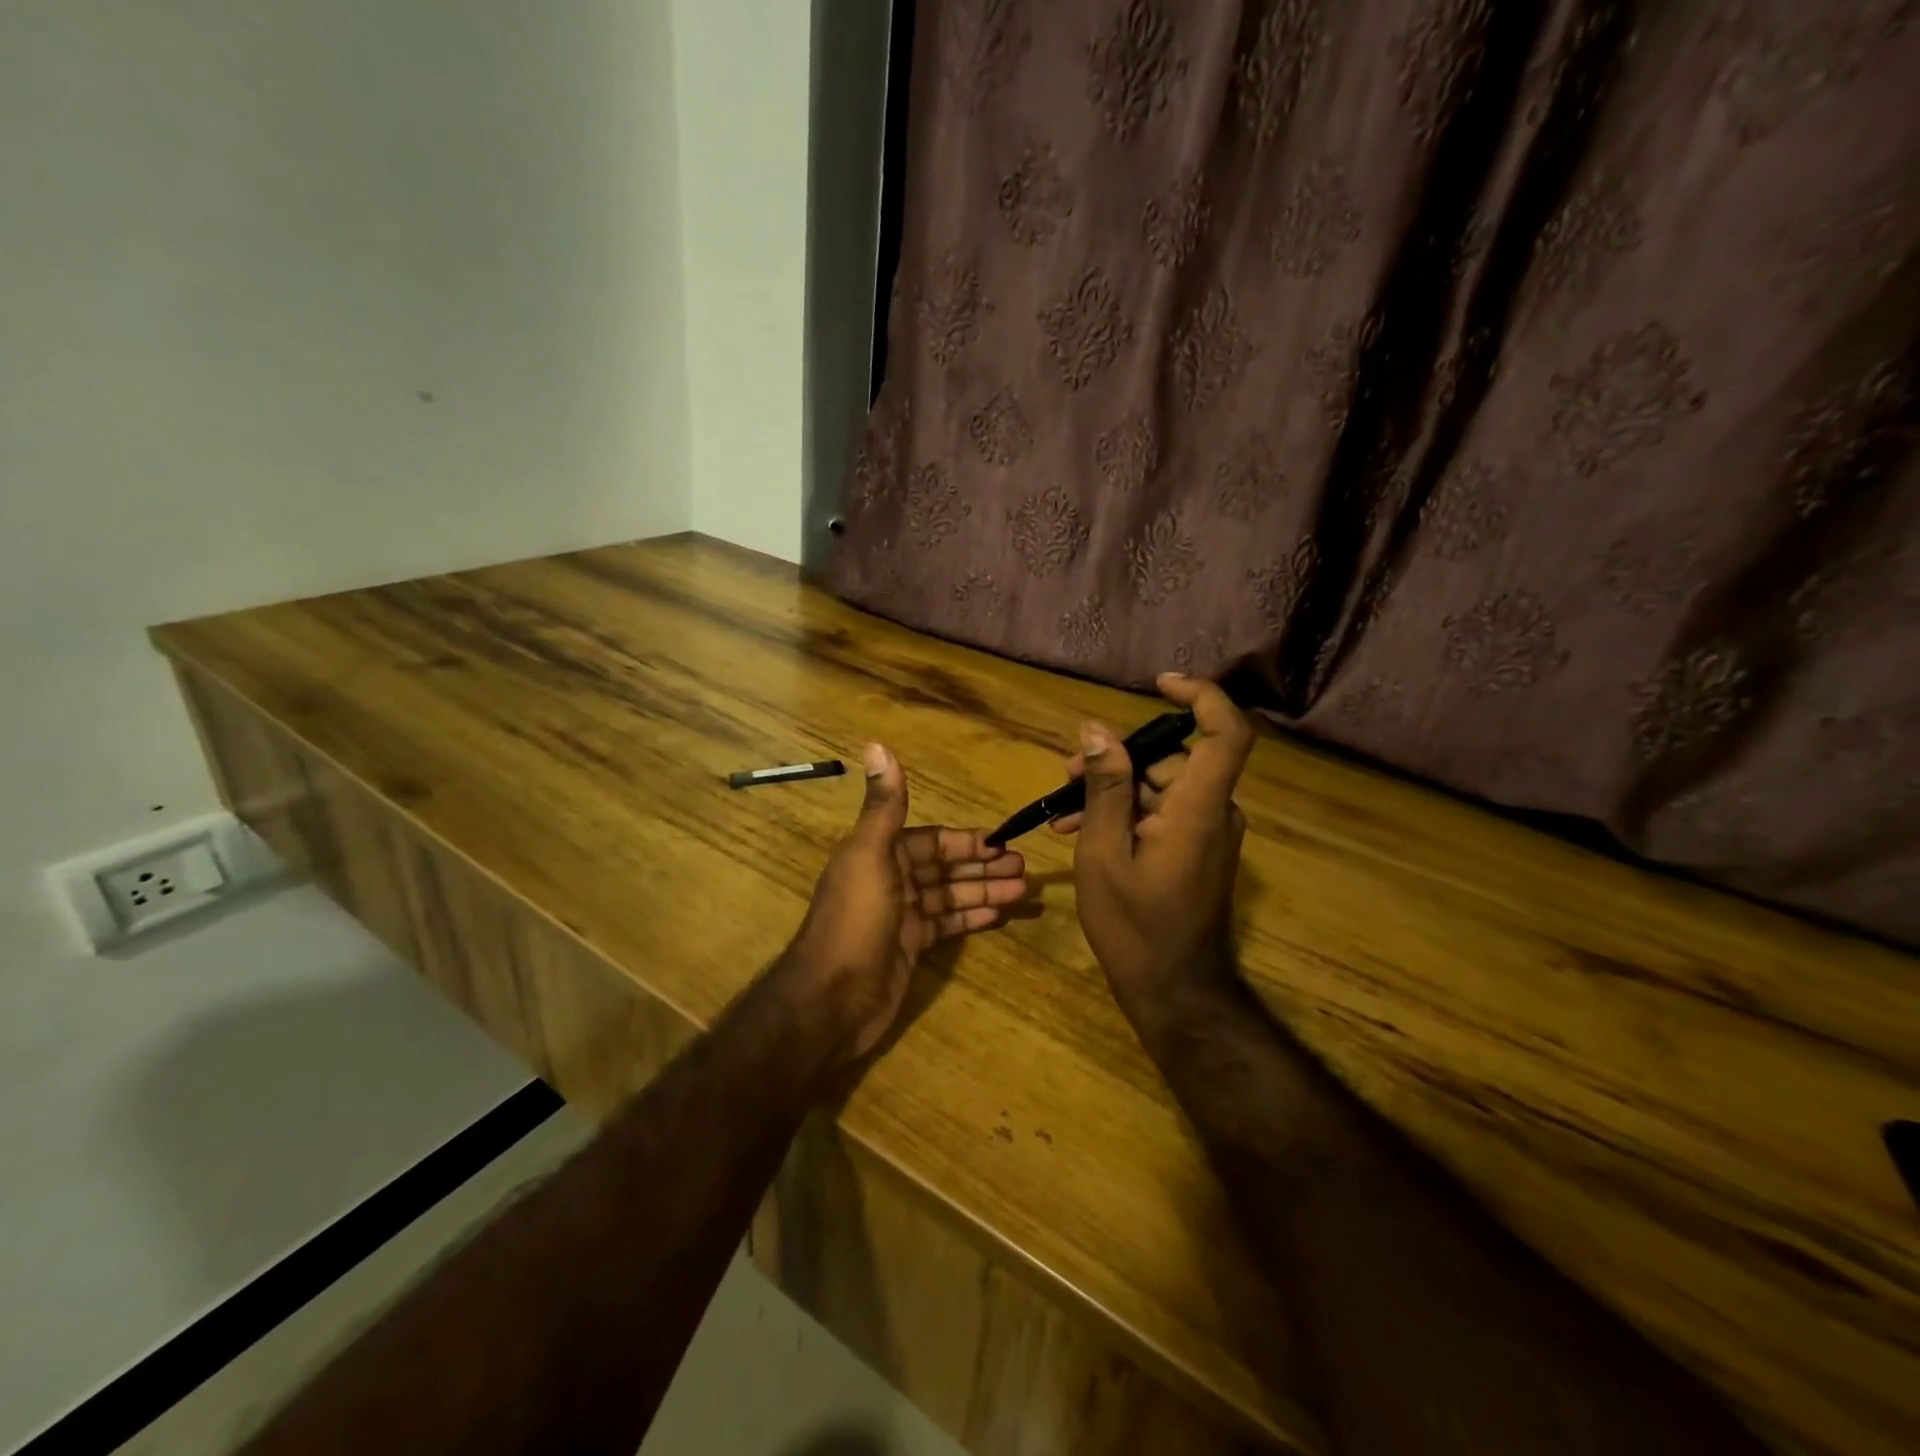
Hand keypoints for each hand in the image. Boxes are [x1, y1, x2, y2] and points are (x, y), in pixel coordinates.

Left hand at [780, 743, 1026, 1062]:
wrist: (831, 998)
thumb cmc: (856, 920)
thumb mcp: (870, 855)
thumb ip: (884, 805)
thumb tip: (876, 744)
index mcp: (880, 854)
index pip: (933, 840)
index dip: (967, 841)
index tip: (1004, 842)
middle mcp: (891, 880)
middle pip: (945, 867)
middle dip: (983, 865)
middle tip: (1024, 868)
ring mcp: (901, 917)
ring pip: (950, 896)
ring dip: (984, 890)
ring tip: (1023, 891)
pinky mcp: (910, 948)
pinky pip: (947, 926)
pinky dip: (971, 917)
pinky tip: (999, 915)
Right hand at [1065, 674, 1254, 1025]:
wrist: (1173, 990)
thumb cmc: (1133, 926)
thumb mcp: (1103, 852)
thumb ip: (1105, 788)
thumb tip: (1097, 729)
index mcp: (1199, 808)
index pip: (1226, 733)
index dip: (1201, 696)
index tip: (1159, 684)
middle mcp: (1214, 812)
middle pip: (1174, 760)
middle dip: (1119, 759)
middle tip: (1067, 775)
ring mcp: (1209, 833)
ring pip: (1162, 787)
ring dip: (1115, 791)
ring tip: (1063, 813)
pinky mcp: (1199, 850)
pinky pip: (1165, 813)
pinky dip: (1128, 814)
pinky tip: (1082, 830)